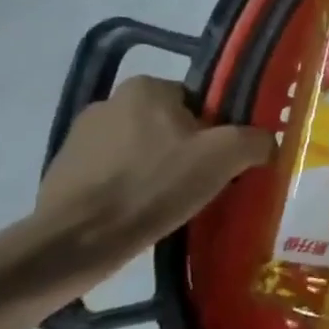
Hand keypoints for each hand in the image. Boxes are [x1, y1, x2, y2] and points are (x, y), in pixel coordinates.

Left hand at [37, 76, 273, 273]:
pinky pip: (111, 174)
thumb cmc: (154, 185)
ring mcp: (79, 136)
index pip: (197, 102)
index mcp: (146, 87)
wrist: (77, 240)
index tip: (218, 163)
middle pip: (168, 125)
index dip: (215, 132)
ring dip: (154, 170)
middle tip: (199, 185)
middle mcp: (109, 101)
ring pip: (139, 150)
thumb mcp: (224, 157)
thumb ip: (256, 140)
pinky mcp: (62, 171)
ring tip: (167, 205)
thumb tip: (266, 143)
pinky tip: (137, 214)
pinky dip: (127, 189)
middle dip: (184, 151)